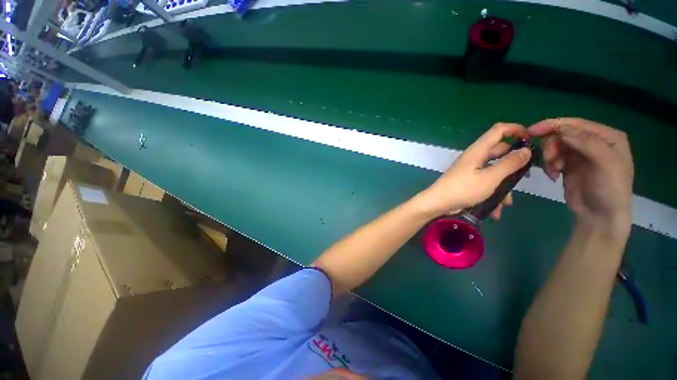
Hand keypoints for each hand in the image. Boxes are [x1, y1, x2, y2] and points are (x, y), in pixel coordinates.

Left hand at [417, 123, 531, 218]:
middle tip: (526, 177)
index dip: (516, 129)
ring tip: (507, 202)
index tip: (531, 140)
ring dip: (503, 186)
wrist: (437, 203)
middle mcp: (474, 157)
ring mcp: (470, 169)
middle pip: (499, 152)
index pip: (498, 130)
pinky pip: (485, 183)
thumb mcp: (490, 177)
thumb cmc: (463, 189)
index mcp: (478, 150)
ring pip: (494, 171)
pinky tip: (496, 211)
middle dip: (514, 164)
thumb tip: (526, 150)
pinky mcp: (468, 180)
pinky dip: (492, 194)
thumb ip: (509, 164)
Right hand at [529, 118, 633, 235]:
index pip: (577, 124)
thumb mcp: (605, 164)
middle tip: (550, 161)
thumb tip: (561, 128)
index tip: (532, 131)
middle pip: (562, 134)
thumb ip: (586, 143)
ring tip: (554, 171)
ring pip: (555, 146)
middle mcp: (593, 142)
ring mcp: (580, 154)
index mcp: (607, 137)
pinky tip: (553, 175)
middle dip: (552, 146)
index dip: (554, 125)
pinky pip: (552, 158)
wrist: (599, 216)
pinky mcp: (568, 165)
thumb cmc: (610, 189)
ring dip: (549, 157)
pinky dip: (548, 166)